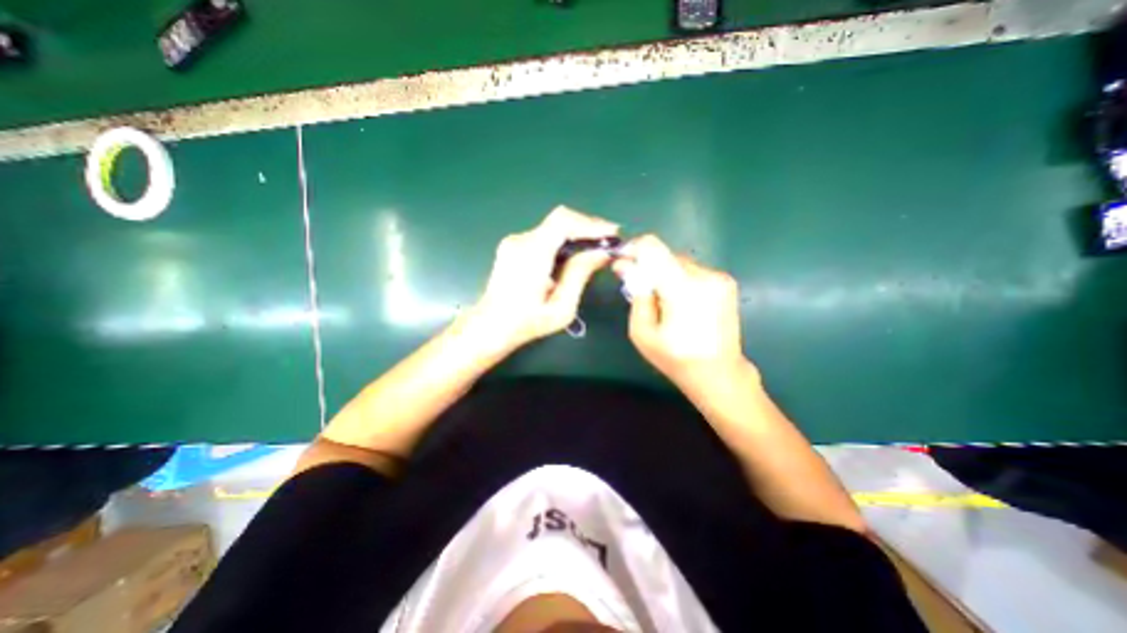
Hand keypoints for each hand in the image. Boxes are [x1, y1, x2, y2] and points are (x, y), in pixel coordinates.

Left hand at [464, 205, 614, 351]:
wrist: (490, 327)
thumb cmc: (526, 323)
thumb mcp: (561, 307)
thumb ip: (580, 275)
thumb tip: (602, 253)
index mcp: (531, 254)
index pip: (563, 221)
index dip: (590, 224)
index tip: (612, 234)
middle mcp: (520, 240)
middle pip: (560, 221)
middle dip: (588, 229)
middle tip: (609, 243)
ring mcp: (514, 241)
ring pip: (553, 228)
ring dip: (577, 236)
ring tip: (596, 252)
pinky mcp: (513, 246)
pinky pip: (545, 236)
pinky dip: (563, 242)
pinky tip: (573, 257)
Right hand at [608, 234, 754, 397]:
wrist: (719, 373)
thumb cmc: (676, 358)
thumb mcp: (642, 332)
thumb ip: (635, 295)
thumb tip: (625, 266)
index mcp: (682, 288)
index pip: (653, 247)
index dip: (633, 249)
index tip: (622, 262)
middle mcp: (704, 275)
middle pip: (665, 255)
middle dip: (648, 267)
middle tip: (638, 287)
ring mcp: (719, 277)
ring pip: (679, 263)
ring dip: (664, 274)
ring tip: (660, 300)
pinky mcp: (726, 283)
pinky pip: (693, 271)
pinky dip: (679, 280)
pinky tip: (678, 302)